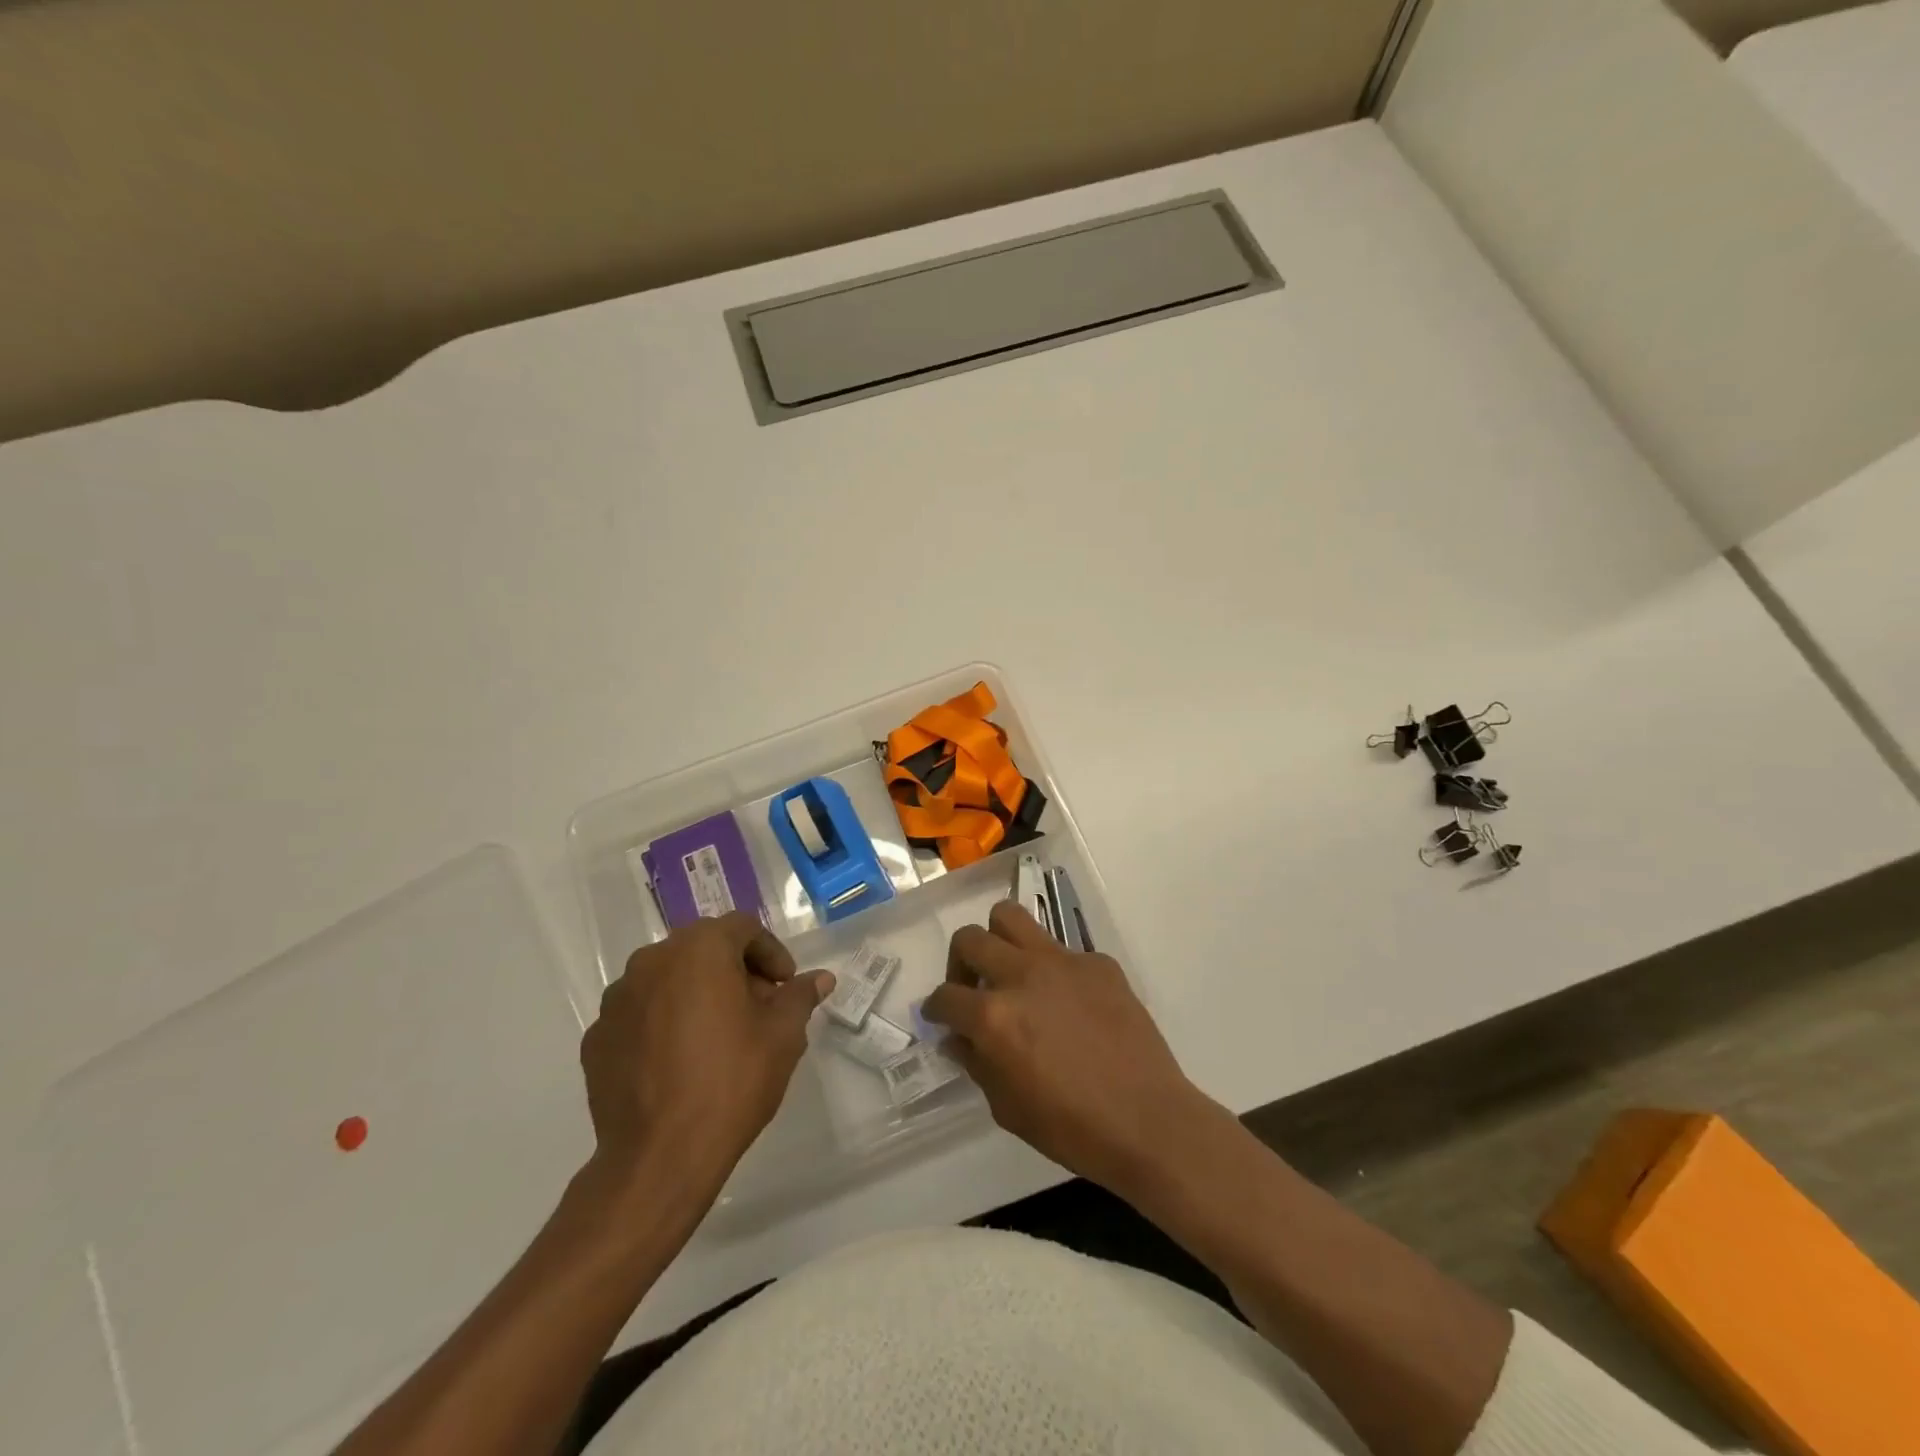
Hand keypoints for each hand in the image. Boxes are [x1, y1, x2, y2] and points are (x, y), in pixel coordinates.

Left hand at [581, 912, 832, 1202]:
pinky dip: (664, 1021)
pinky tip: (681, 1059)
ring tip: (719, 1034)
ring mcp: (618, 999)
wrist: (658, 1158)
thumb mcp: (783, 1035)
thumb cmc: (731, 1082)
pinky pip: (641, 1013)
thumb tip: (820, 978)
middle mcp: (652, 961)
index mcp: (699, 949)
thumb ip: (800, 996)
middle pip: (703, 948)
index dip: (771, 952)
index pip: (743, 928)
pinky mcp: (597, 1037)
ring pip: (669, 978)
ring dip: (697, 992)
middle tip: (759, 1006)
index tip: (785, 985)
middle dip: (735, 970)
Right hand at [923, 901, 1215, 1193]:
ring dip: (999, 940)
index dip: (935, 1009)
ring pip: (1010, 916)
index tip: (941, 1018)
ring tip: (1009, 971)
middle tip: (973, 989)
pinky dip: (1053, 968)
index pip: (945, 996)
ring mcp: (1063, 961)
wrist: (1149, 1121)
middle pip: (970, 938)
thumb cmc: (1072, 1128)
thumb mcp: (1007, 1108)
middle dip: (960, 963)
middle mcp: (1022, 975)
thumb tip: (959, 1038)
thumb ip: (976, 1063)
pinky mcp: (1098, 962)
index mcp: (994, 1016)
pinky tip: (1068, 1002)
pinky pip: (1062, 949)